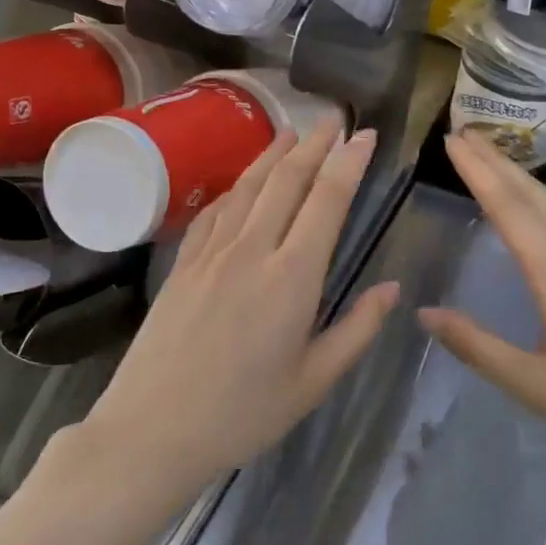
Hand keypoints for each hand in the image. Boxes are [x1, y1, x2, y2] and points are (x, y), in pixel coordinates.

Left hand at [76, 121, 398, 509]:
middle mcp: (252, 250)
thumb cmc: (243, 414)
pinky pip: (214, 211)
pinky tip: (242, 182)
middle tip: (333, 117)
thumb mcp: (313, 382)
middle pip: (287, 180)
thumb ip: (357, 329)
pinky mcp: (183, 263)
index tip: (365, 135)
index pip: (327, 201)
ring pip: (248, 187)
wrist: (153, 428)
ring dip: (273, 154)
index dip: (349, 162)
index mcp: (292, 278)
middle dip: (314, 143)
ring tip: (292, 131)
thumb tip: (392, 288)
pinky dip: (235, 187)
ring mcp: (211, 252)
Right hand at [419, 131, 545, 497]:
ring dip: (522, 179)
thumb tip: (424, 312)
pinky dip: (544, 202)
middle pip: (538, 197)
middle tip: (463, 135)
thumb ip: (476, 346)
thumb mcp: (535, 386)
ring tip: (492, 161)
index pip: (511, 211)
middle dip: (498, 163)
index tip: (452, 140)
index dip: (479, 173)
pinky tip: (539, 211)